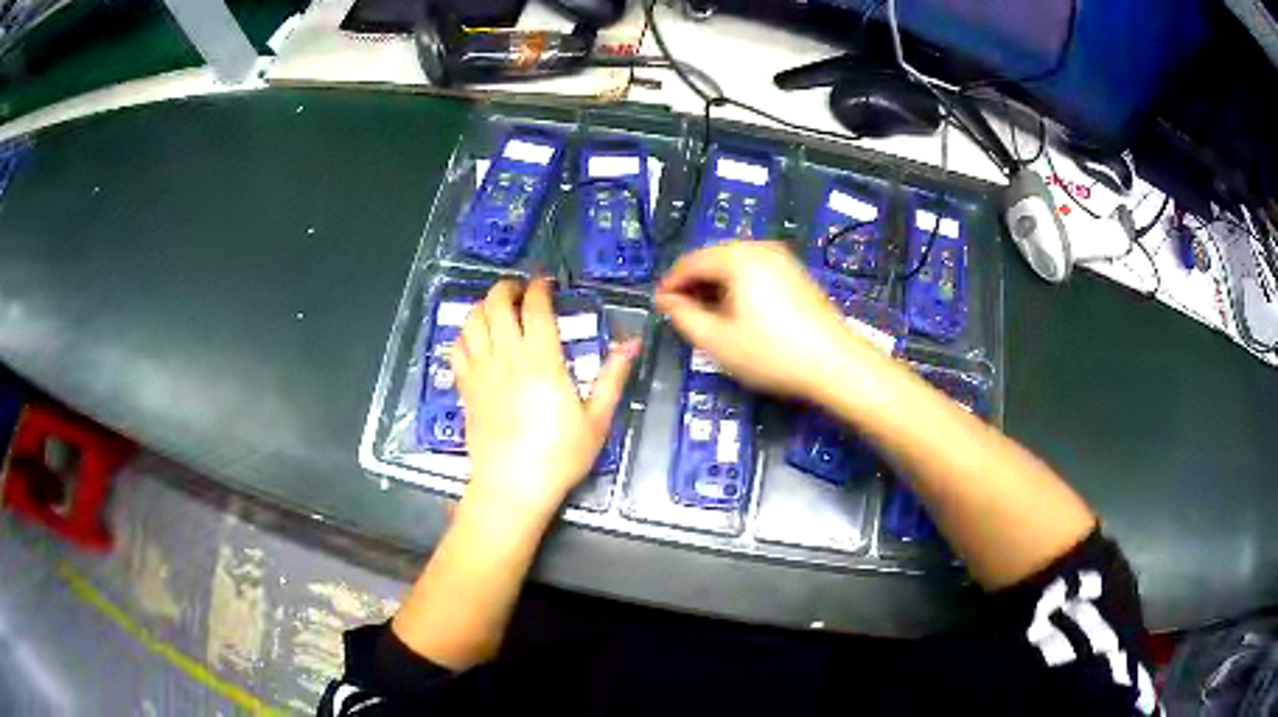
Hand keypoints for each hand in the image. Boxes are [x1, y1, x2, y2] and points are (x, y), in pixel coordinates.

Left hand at [453, 278, 638, 520]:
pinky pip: (457, 349)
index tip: (546, 281)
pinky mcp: (465, 388)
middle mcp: (506, 357)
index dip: (539, 287)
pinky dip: (464, 334)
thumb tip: (632, 344)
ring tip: (496, 309)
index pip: (535, 308)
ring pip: (472, 321)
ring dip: (483, 306)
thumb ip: (612, 377)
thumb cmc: (560, 455)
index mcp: (542, 361)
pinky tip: (476, 339)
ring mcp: (481, 371)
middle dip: (507, 288)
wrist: (513, 485)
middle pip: (496, 304)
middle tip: (520, 291)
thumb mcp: (596, 419)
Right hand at [654, 241, 868, 401]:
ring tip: (706, 316)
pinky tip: (736, 312)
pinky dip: (737, 287)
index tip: (658, 306)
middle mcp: (759, 248)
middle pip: (712, 258)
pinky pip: (754, 271)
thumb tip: (668, 301)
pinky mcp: (795, 273)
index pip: (690, 262)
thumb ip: (684, 317)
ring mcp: (781, 259)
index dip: (670, 284)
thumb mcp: (718, 341)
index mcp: (738, 257)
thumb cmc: (772, 353)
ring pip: (734, 265)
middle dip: (693, 284)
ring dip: (714, 286)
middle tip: (680, 313)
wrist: (835, 364)